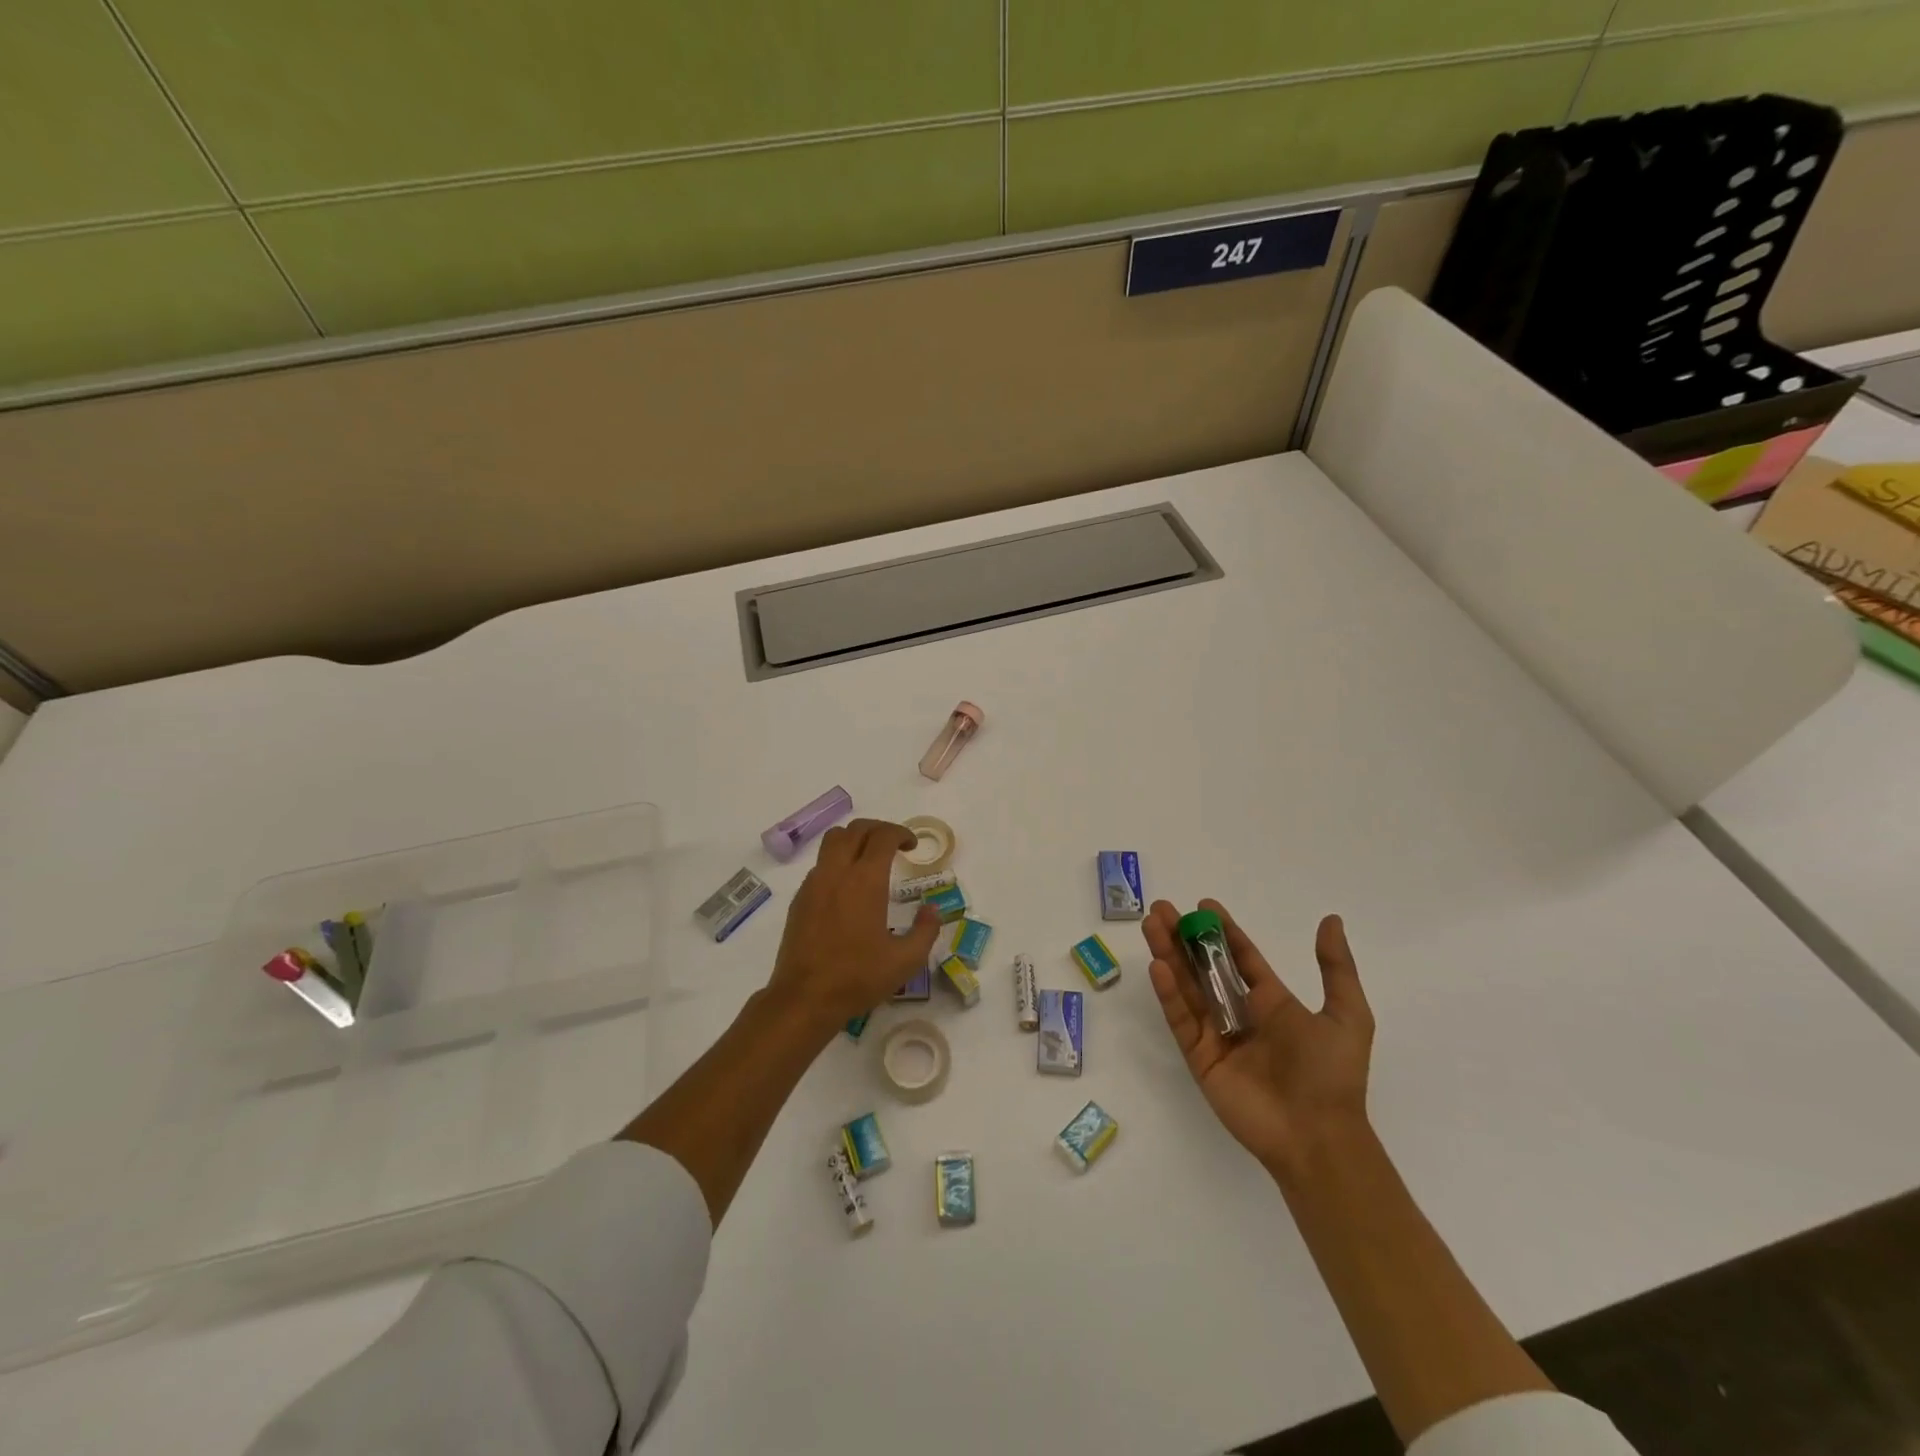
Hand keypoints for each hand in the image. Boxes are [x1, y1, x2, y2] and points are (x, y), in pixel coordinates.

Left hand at [766, 818, 940, 1029]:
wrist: (804, 998)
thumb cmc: (858, 978)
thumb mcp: (906, 961)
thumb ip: (925, 931)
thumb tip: (932, 910)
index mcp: (865, 880)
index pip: (883, 836)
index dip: (901, 833)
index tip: (912, 846)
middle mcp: (837, 872)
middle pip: (856, 829)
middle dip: (878, 829)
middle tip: (894, 845)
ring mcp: (814, 883)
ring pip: (833, 841)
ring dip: (854, 840)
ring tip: (869, 859)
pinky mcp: (799, 899)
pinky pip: (820, 864)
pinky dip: (837, 861)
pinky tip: (847, 888)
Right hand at [1143, 899, 1373, 1182]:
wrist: (1318, 1136)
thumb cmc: (1332, 1074)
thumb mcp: (1347, 1015)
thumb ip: (1336, 967)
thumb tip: (1331, 920)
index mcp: (1271, 1002)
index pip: (1240, 958)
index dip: (1222, 931)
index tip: (1203, 905)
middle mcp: (1240, 1013)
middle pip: (1204, 966)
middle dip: (1183, 937)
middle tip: (1161, 908)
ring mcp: (1217, 1035)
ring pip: (1186, 986)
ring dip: (1168, 954)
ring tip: (1151, 924)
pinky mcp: (1199, 1058)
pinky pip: (1181, 1019)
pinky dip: (1168, 993)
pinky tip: (1158, 965)